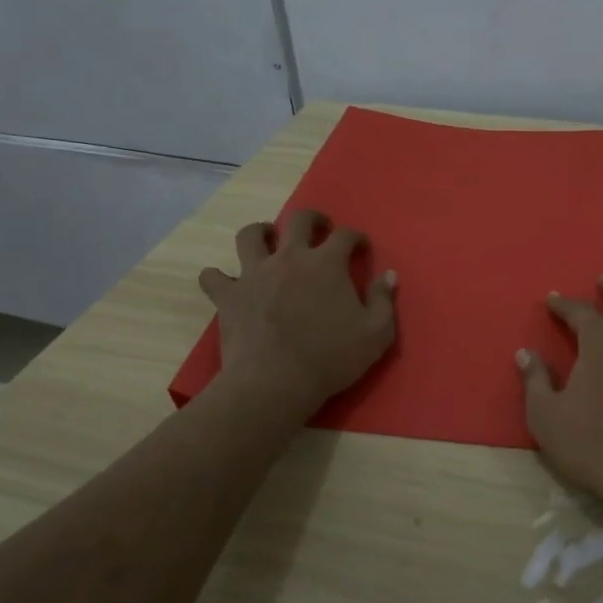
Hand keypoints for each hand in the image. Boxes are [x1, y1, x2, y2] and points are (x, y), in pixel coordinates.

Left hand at [199, 209, 396, 413]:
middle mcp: (290, 257)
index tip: (360, 248)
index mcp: (327, 263)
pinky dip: (218, 277)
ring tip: (267, 239)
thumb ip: (384, 300)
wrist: (275, 382)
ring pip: (250, 235)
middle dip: (312, 219)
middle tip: (318, 229)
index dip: (355, 238)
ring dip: (260, 232)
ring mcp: (254, 273)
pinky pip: (213, 276)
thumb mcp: (376, 334)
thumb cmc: (330, 358)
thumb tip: (388, 275)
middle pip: (298, 220)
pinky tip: (225, 282)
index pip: (345, 235)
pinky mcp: (229, 295)